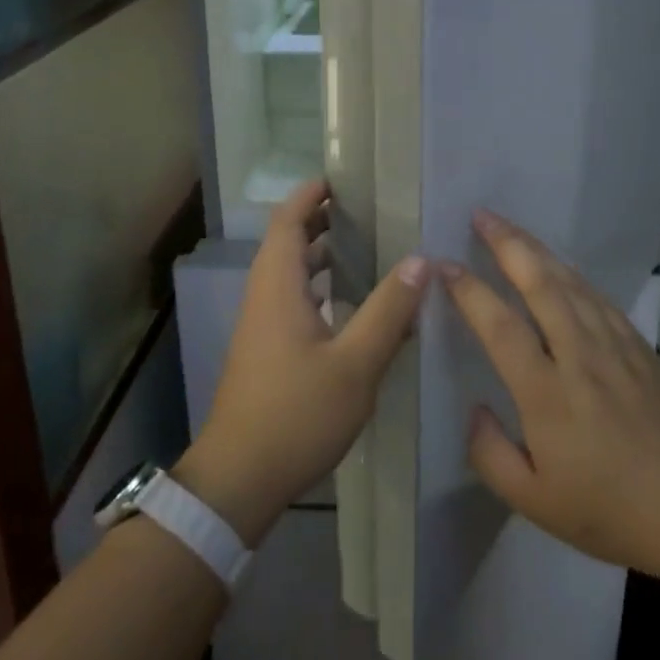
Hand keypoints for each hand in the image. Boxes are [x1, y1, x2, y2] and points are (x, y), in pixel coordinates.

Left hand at [178, 180, 425, 545]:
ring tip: (364, 248)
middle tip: (364, 211)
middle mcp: (264, 298)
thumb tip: (420, 260)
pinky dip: (317, 286)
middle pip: (286, 243)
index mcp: (278, 288)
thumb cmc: (296, 414)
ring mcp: (261, 327)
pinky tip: (349, 306)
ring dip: (319, 255)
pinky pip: (291, 300)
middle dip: (320, 221)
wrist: (239, 480)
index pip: (287, 222)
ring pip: (288, 274)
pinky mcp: (265, 352)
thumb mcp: (355, 364)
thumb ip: (388, 311)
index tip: (340, 180)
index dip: (309, 196)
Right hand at [443, 211, 659, 579]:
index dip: (470, 291)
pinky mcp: (640, 345)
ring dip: (537, 249)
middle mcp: (579, 355)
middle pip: (540, 283)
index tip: (446, 265)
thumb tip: (475, 409)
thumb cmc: (611, 511)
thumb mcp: (536, 503)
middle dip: (507, 243)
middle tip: (481, 214)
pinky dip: (572, 273)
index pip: (501, 326)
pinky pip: (598, 297)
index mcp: (547, 394)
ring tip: (511, 228)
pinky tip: (561, 266)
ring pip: (570, 281)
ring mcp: (614, 345)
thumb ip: (491, 455)